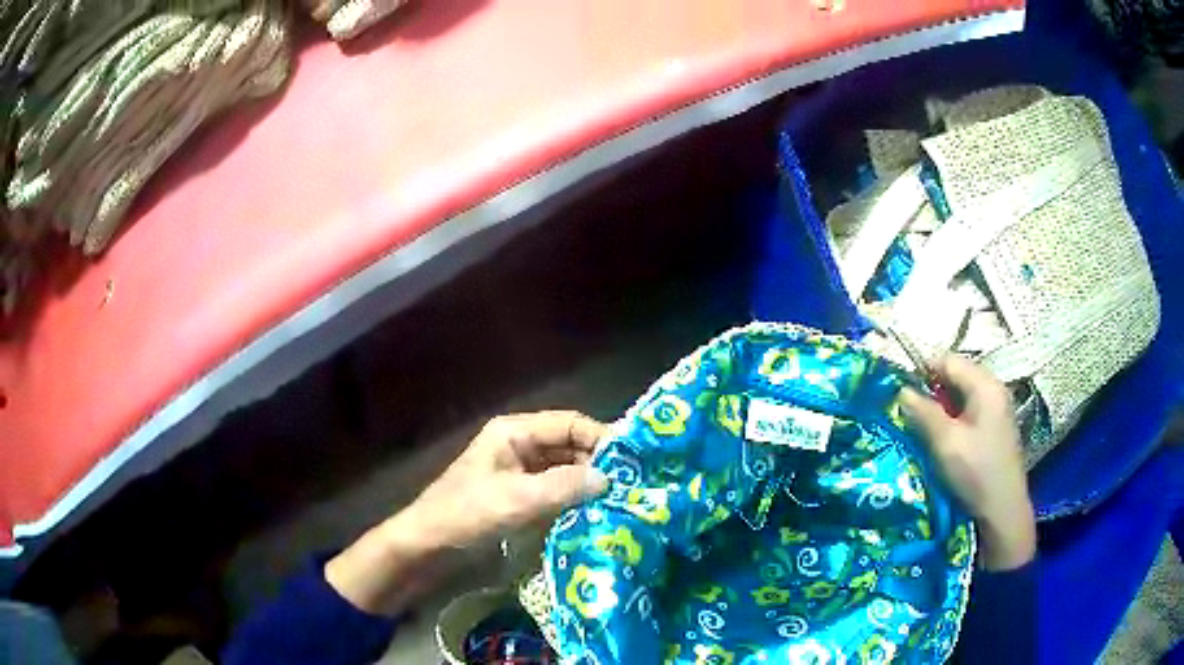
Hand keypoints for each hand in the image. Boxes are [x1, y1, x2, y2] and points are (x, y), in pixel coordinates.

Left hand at [326, 411, 610, 614]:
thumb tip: (610, 479)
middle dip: (598, 464)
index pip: (570, 424)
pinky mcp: (519, 497)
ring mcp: (519, 473)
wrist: (427, 546)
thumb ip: (565, 486)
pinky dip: (574, 499)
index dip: (601, 438)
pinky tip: (595, 514)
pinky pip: (555, 491)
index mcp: (515, 432)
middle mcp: (520, 446)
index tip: (632, 462)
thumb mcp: (517, 500)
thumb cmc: (466, 514)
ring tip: (621, 502)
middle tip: (632, 486)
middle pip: (569, 446)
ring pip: (565, 470)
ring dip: (588, 484)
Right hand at [900, 355, 1036, 570]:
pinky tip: (944, 440)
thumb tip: (902, 390)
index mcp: (985, 385)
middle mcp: (994, 390)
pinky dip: (954, 419)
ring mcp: (998, 409)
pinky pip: (970, 411)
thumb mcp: (945, 443)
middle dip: (933, 391)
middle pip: (957, 376)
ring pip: (963, 395)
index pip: (949, 361)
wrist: (1002, 511)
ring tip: (925, 429)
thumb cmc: (975, 472)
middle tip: (911, 414)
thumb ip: (924, 412)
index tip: (901, 393)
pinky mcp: (996, 428)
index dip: (923, 371)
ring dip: (942, 407)